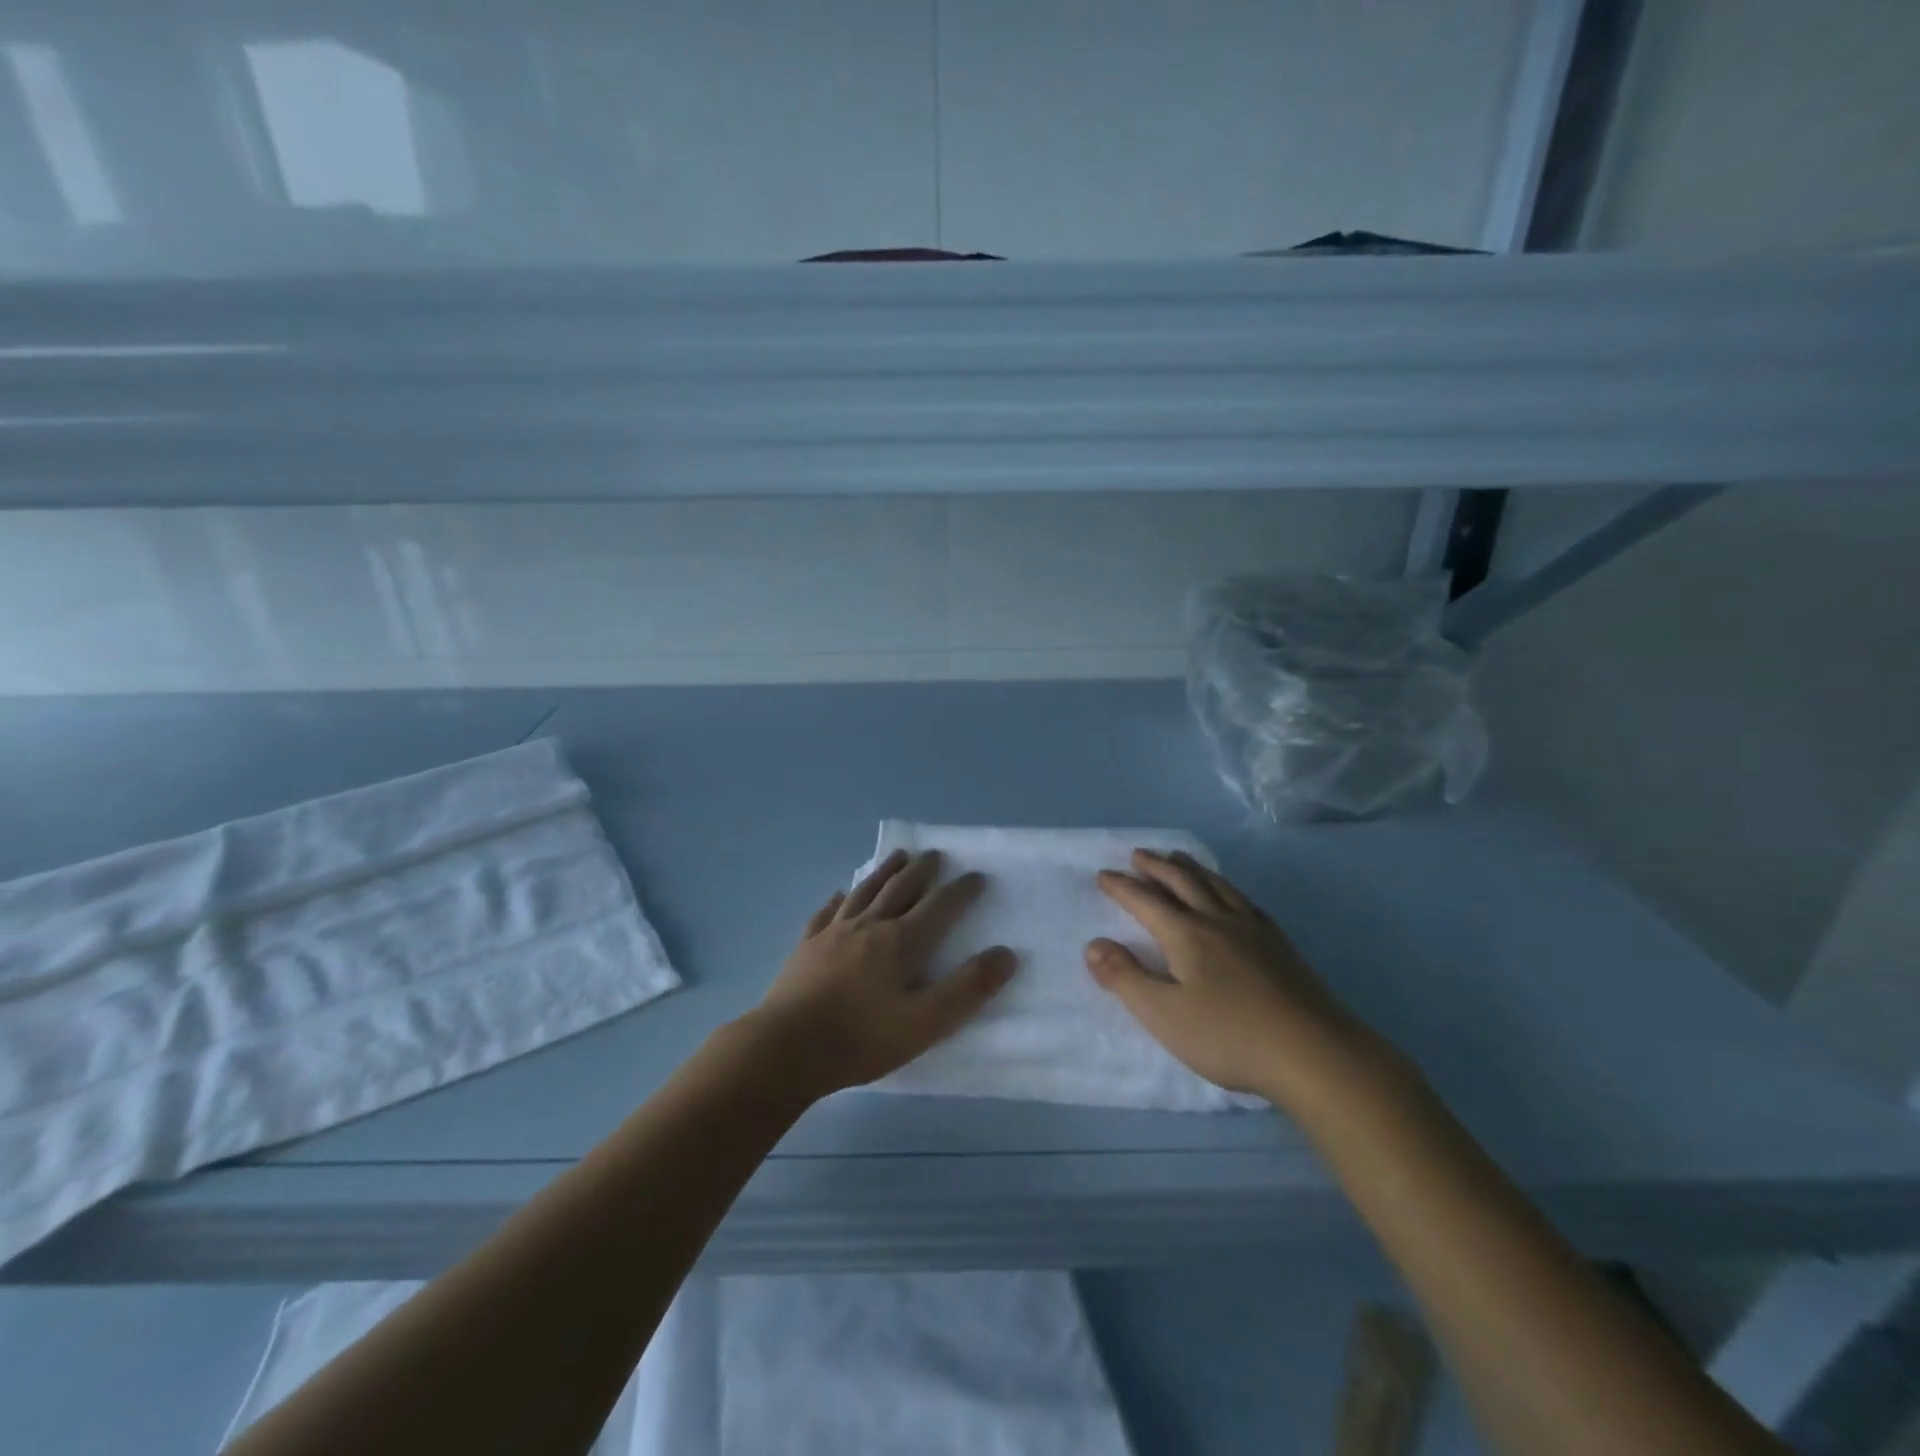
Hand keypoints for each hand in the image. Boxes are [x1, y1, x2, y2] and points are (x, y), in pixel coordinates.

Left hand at [751, 849, 1016, 1098]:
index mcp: (901, 942)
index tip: (977, 876)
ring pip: (865, 891)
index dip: (961, 891)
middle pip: (900, 888)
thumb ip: (967, 989)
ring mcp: (834, 933)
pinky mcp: (807, 946)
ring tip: (898, 856)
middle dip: (922, 870)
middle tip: (936, 855)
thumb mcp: (925, 1023)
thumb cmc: (861, 1039)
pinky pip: (827, 912)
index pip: (939, 906)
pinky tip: (841, 893)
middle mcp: (869, 926)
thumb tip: (1006, 954)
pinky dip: (839, 899)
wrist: (786, 1048)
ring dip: (885, 871)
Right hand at [1086, 850, 1393, 1107]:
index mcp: (1186, 934)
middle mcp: (1218, 920)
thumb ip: (1125, 977)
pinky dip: (1225, 886)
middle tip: (1139, 854)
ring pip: (1215, 885)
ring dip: (1191, 868)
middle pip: (1182, 882)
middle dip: (1156, 866)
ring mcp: (1253, 929)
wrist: (1314, 1053)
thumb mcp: (1163, 1014)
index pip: (1145, 901)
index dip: (1122, 887)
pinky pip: (1243, 899)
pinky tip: (1229, 893)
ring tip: (1178, 857)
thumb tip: (1093, 944)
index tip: (1103, 874)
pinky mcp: (1279, 944)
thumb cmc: (1230, 1036)